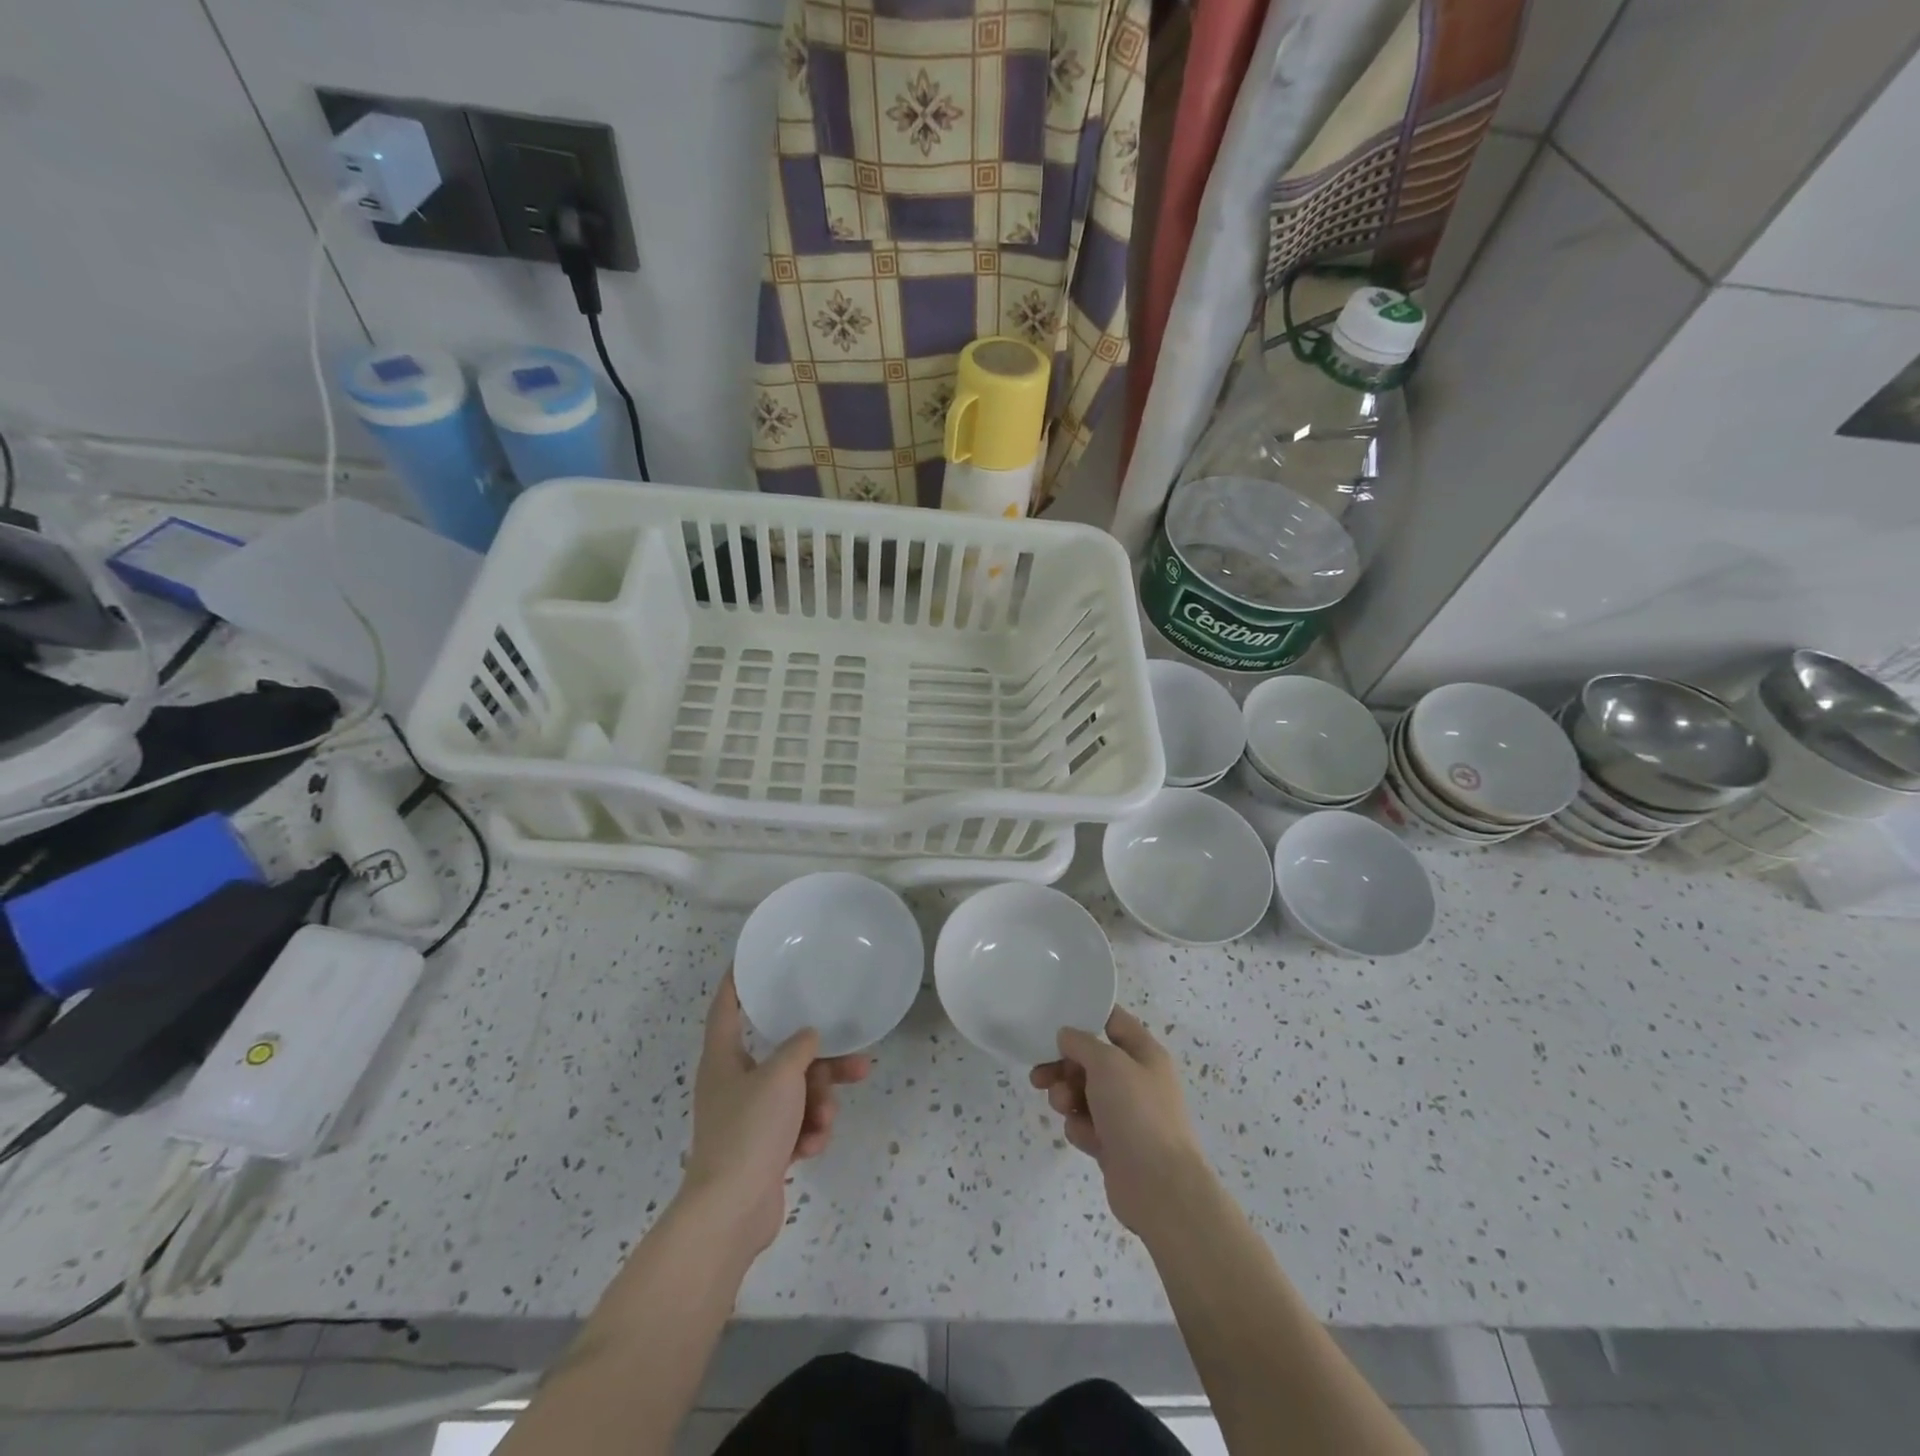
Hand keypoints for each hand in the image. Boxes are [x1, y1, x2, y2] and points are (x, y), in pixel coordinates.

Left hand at [684, 972, 870, 1253]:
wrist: (731, 1212)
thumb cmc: (749, 1130)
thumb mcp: (780, 1077)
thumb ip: (799, 1048)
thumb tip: (809, 1037)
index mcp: (723, 1059)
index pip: (726, 1007)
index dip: (737, 982)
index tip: (752, 960)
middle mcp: (734, 1083)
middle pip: (783, 1058)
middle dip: (821, 1064)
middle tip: (857, 1062)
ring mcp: (749, 1119)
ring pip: (796, 1093)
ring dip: (819, 1103)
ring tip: (826, 1119)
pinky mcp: (764, 1149)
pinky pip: (795, 1125)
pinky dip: (808, 1132)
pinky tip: (813, 1146)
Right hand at [1031, 1006, 1208, 1235]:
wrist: (1159, 1188)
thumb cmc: (1137, 1113)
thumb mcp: (1107, 1063)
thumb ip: (1082, 1042)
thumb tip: (1067, 1036)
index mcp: (1144, 1053)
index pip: (1113, 1021)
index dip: (1086, 1016)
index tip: (1054, 1019)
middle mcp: (1136, 1079)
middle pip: (1090, 1060)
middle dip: (1063, 1065)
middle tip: (1040, 1074)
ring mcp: (1125, 1113)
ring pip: (1083, 1092)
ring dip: (1066, 1096)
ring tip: (1063, 1106)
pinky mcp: (1113, 1143)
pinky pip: (1085, 1124)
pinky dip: (1080, 1128)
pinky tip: (1085, 1137)